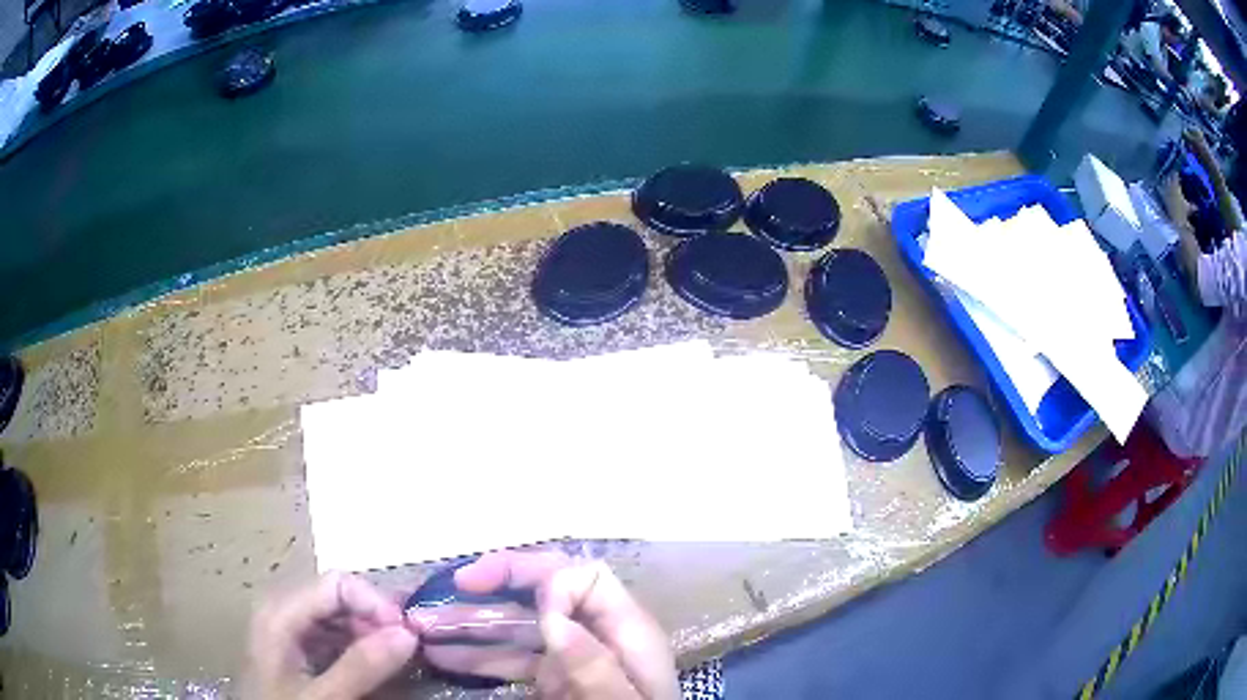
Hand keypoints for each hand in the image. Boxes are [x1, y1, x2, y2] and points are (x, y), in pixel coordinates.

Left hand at [246, 571, 419, 699]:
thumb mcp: (323, 696)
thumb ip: (361, 666)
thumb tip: (408, 633)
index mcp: (280, 612)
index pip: (337, 582)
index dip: (376, 603)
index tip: (408, 636)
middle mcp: (282, 609)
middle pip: (337, 594)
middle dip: (375, 619)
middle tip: (406, 651)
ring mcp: (287, 626)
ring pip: (337, 613)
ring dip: (370, 632)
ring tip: (394, 659)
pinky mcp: (294, 644)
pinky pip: (331, 632)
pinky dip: (357, 643)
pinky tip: (372, 664)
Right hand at [415, 551, 679, 698]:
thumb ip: (596, 665)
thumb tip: (553, 615)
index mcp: (626, 632)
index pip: (586, 578)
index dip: (549, 580)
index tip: (528, 609)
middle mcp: (594, 636)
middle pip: (544, 594)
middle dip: (494, 586)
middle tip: (450, 588)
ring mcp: (571, 658)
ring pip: (518, 626)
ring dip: (471, 622)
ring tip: (422, 624)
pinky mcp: (553, 680)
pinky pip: (510, 659)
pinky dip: (475, 655)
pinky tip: (440, 654)